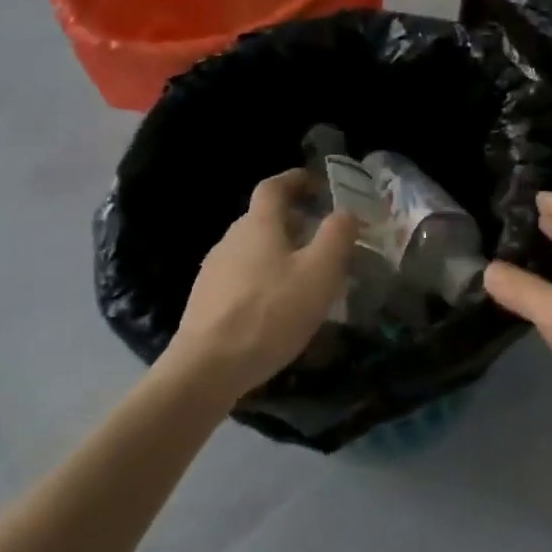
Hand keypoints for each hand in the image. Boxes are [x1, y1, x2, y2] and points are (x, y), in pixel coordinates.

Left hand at [170, 170, 359, 400]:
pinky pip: (242, 277)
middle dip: (295, 221)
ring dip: (280, 253)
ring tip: (305, 277)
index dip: (297, 180)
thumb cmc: (269, 313)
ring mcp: (214, 271)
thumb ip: (337, 236)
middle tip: (323, 238)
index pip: (275, 186)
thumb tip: (345, 212)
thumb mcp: (319, 273)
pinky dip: (264, 279)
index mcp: (259, 224)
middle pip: (264, 218)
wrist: (205, 371)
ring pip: (254, 249)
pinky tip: (278, 308)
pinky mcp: (206, 302)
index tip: (320, 185)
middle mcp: (231, 239)